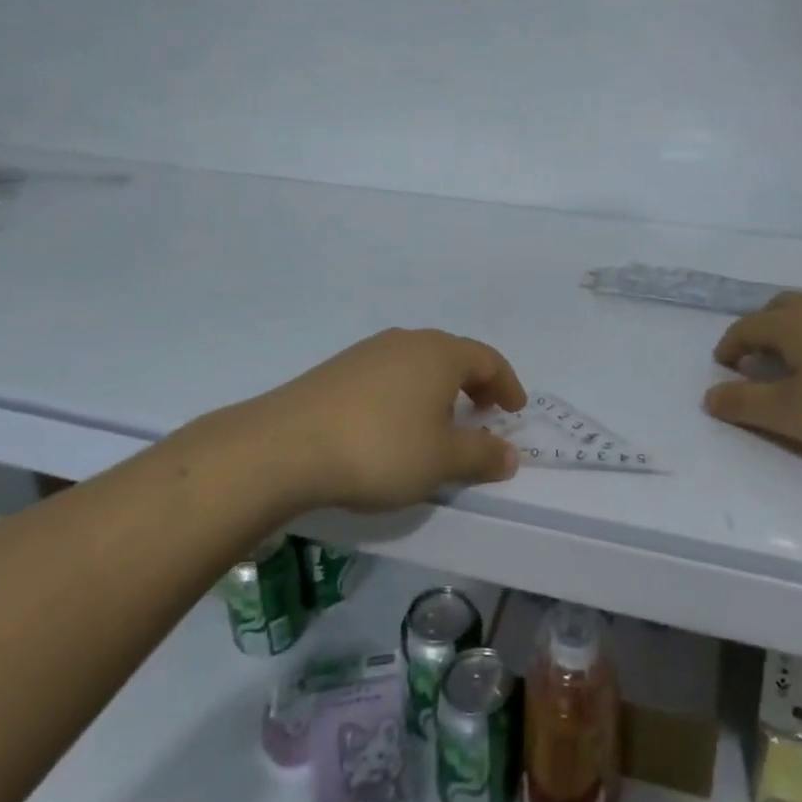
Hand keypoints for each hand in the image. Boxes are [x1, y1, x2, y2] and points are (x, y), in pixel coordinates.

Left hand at [246, 328, 527, 511]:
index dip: (507, 384)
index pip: (488, 359)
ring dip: (438, 389)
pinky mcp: (337, 369)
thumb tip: (510, 453)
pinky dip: (406, 394)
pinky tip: (393, 425)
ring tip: (439, 422)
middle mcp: (407, 341)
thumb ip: (482, 455)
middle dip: (474, 384)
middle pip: (453, 356)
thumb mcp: (441, 460)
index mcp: (440, 353)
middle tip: (483, 413)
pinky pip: (388, 375)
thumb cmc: (380, 449)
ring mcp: (368, 352)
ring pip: (418, 364)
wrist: (285, 446)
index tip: (515, 410)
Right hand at [704, 294, 801, 461]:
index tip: (725, 367)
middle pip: (781, 307)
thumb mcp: (792, 414)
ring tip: (800, 361)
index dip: (730, 345)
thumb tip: (709, 395)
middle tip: (758, 357)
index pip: (748, 326)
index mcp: (794, 325)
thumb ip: (746, 405)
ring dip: (796, 330)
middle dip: (761, 328)